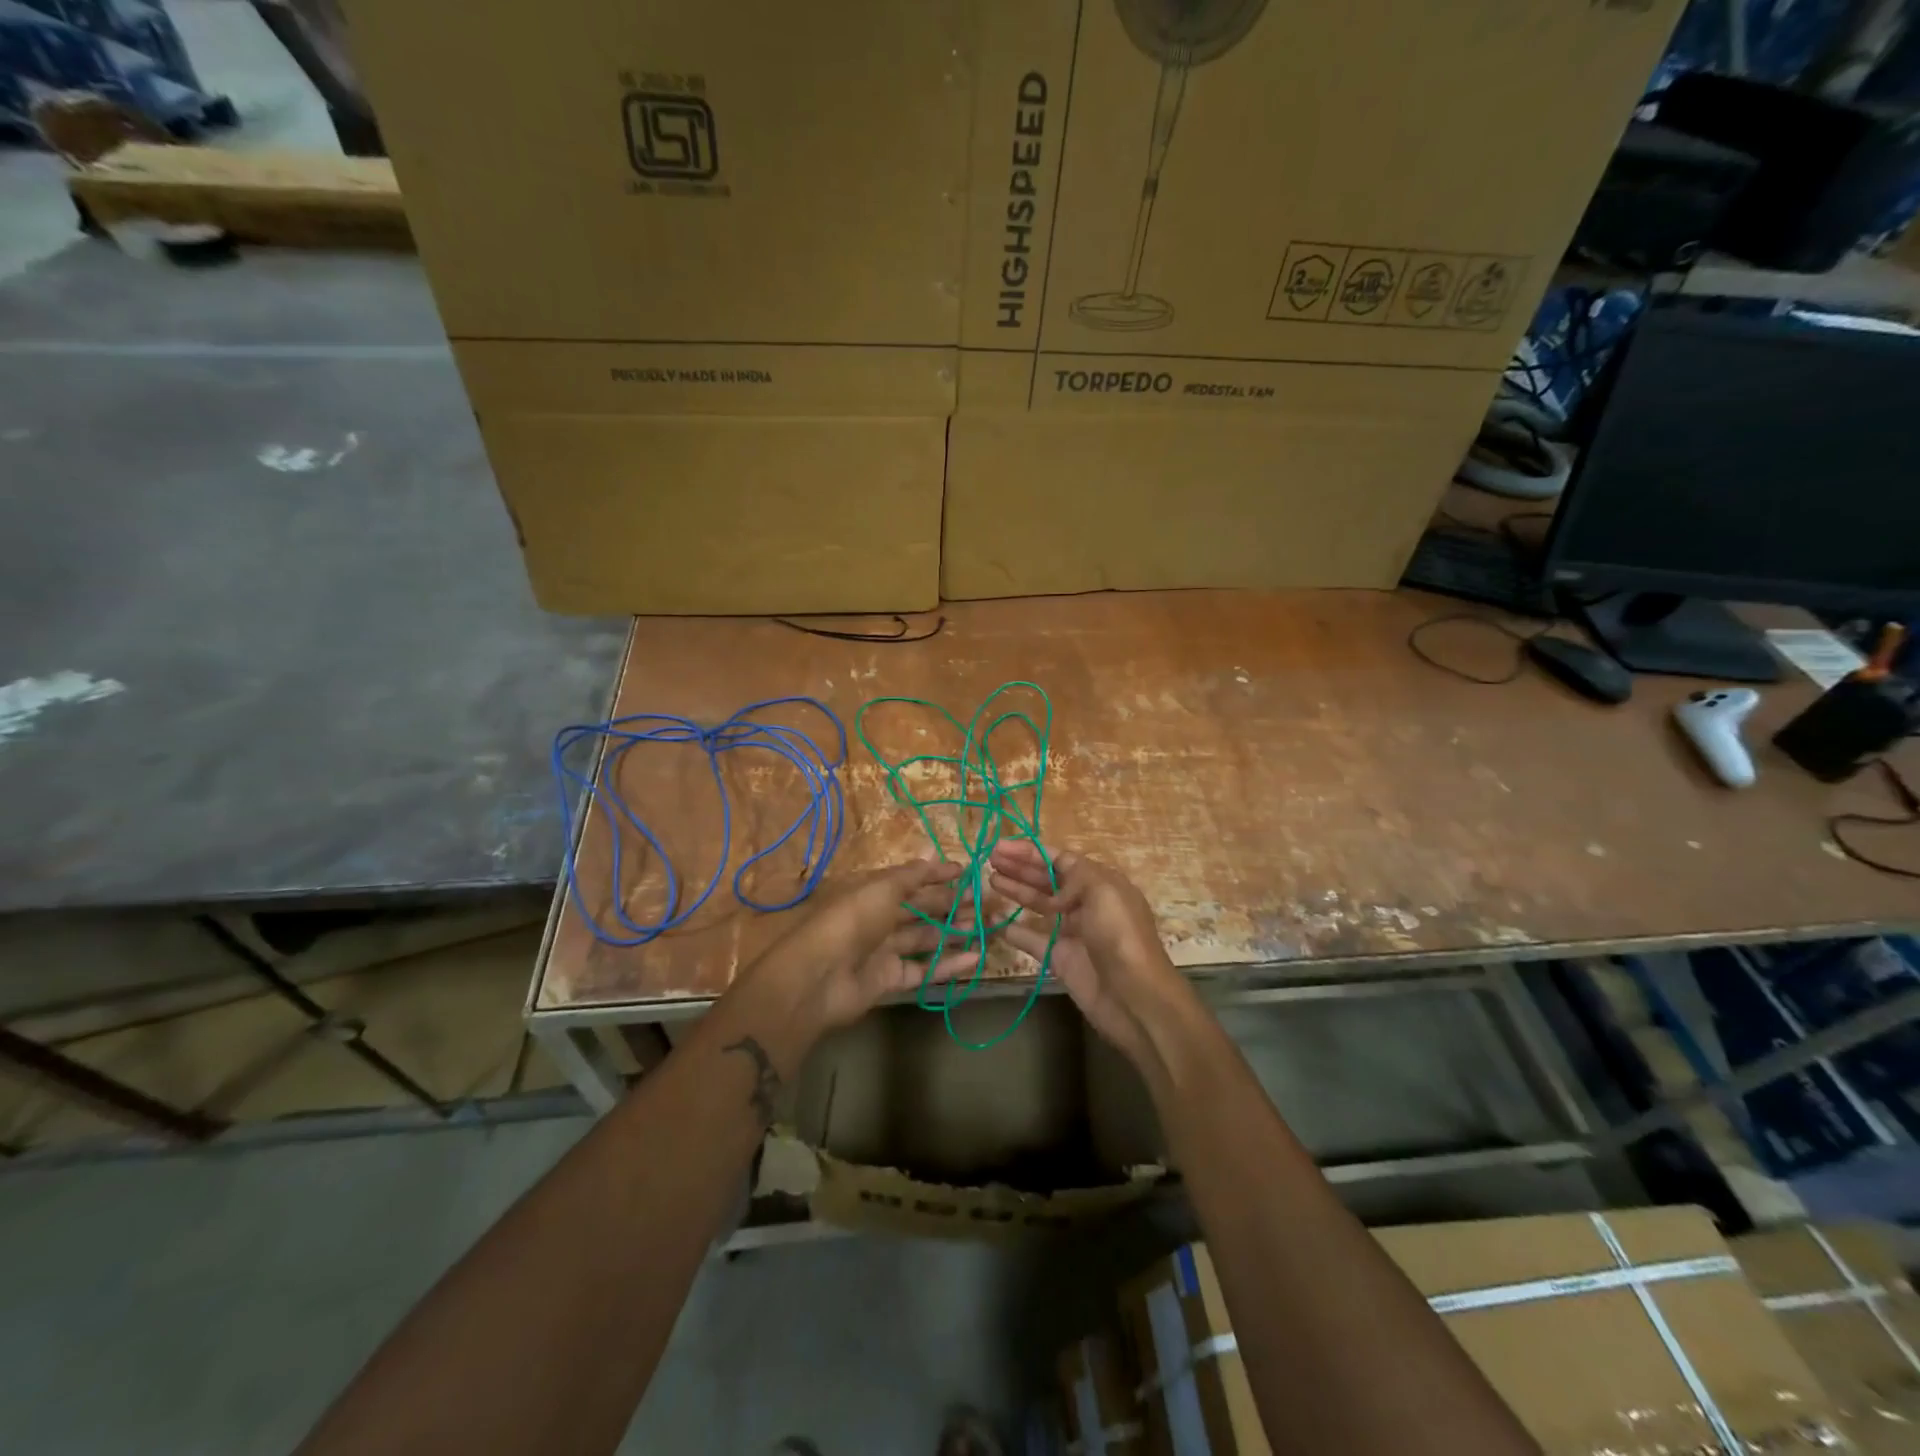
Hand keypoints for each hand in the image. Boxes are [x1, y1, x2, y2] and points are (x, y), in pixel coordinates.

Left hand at [739, 857, 978, 1043]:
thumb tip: (935, 855)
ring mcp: (884, 950)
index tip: (969, 872)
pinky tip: (976, 957)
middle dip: (953, 902)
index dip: (939, 874)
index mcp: (873, 890)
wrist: (818, 977)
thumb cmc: (851, 920)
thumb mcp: (882, 888)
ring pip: (926, 937)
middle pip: (922, 908)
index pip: (911, 879)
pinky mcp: (890, 979)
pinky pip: (924, 968)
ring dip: (955, 931)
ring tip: (988, 925)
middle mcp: (879, 917)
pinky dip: (949, 963)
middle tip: (987, 901)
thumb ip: (912, 875)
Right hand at [988, 841, 1195, 1072]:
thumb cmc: (1120, 936)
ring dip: (1016, 892)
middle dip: (1020, 868)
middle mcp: (1086, 904)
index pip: (1060, 859)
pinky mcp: (1061, 959)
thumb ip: (1075, 876)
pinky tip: (995, 921)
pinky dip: (1015, 930)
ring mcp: (1073, 932)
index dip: (1030, 852)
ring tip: (990, 881)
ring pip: (1039, 906)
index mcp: (1100, 883)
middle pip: (1047, 879)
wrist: (1134, 997)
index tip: (1000, 847)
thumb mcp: (1103, 891)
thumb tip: (1054, 889)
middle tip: (989, 859)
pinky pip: (1033, 940)